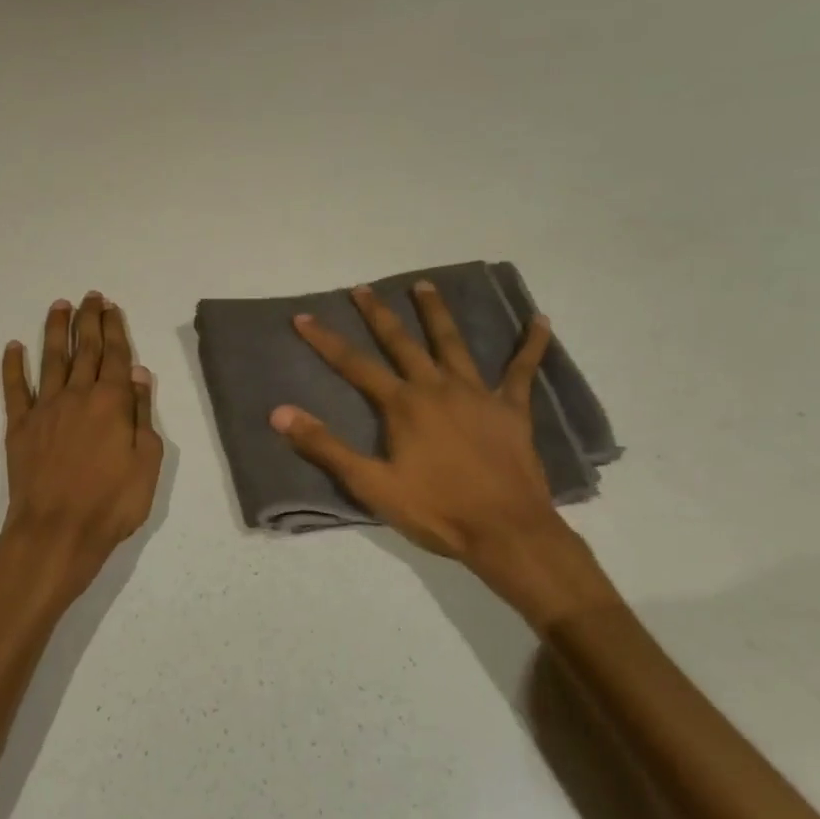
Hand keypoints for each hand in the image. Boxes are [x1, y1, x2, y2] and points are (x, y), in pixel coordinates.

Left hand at [0, 293, 162, 608]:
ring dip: (55, 331)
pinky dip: (13, 366)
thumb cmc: (112, 503)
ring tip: (59, 306)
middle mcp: (77, 396)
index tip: (110, 307)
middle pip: (84, 350)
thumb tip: (138, 374)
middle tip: (89, 297)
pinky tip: (13, 347)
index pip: (115, 356)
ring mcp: (45, 409)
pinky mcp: (20, 428)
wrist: (56, 532)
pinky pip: (14, 389)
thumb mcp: (147, 463)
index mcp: (111, 403)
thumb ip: (141, 414)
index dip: (114, 329)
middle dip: (88, 321)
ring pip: (51, 360)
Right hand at [270, 281, 618, 631]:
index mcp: (403, 405)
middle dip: (378, 314)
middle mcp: (437, 387)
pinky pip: (522, 370)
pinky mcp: (512, 409)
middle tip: (362, 289)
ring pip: (453, 343)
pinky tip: (539, 320)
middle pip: (402, 342)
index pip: (354, 365)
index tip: (302, 317)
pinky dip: (531, 345)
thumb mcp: (371, 485)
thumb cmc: (436, 510)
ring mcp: (477, 394)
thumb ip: (326, 447)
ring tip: (424, 286)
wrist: (506, 532)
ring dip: (436, 313)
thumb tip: (280, 412)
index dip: (325, 340)